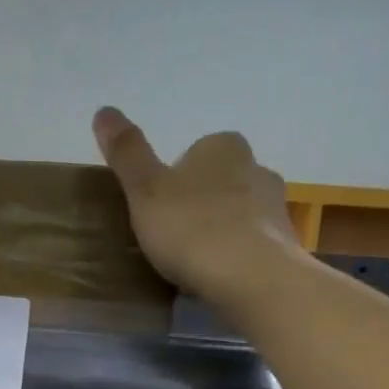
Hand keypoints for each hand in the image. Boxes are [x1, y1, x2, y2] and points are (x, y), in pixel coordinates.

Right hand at [92, 107, 303, 304]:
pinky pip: (253, 244)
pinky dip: (237, 256)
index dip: (174, 179)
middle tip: (172, 236)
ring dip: (220, 230)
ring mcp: (276, 207)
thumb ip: (127, 153)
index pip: (196, 152)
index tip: (157, 208)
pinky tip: (219, 277)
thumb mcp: (145, 190)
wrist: (251, 277)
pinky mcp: (285, 245)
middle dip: (199, 203)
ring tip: (195, 262)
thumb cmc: (191, 227)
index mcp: (223, 147)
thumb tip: (103, 110)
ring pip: (239, 212)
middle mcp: (257, 167)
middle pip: (220, 181)